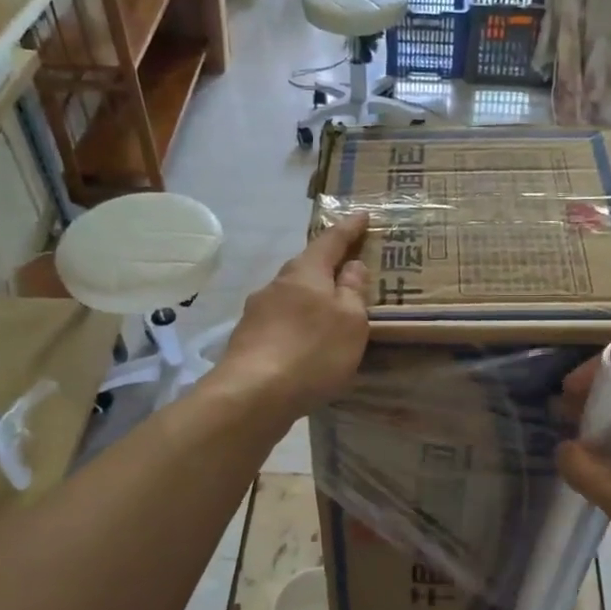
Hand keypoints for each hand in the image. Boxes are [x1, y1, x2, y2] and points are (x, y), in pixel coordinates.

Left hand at [213, 215, 369, 420]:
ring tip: (329, 311)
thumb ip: (353, 291)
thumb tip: (352, 265)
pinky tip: (305, 342)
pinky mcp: (248, 340)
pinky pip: (280, 322)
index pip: (331, 241)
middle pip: (306, 267)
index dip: (349, 228)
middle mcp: (277, 284)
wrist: (252, 394)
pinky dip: (297, 324)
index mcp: (305, 272)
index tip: (362, 215)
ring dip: (310, 298)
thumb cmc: (312, 351)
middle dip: (326, 265)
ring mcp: (257, 312)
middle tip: (347, 267)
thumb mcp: (350, 321)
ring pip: (291, 295)